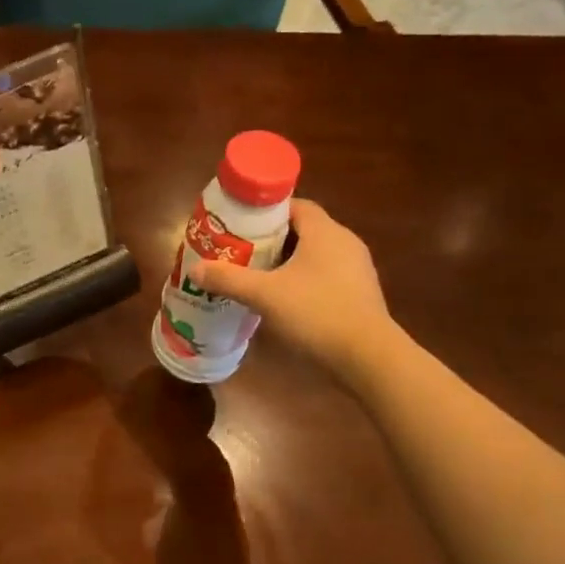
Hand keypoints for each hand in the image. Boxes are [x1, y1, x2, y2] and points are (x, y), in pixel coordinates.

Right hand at [188, 199, 398, 368]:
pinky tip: (283, 300)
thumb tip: (196, 269)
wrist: (368, 358)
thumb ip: (229, 279)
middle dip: (271, 239)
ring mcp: (356, 270)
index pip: (295, 205)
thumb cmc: (316, 313)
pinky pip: (325, 276)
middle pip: (303, 230)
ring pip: (315, 255)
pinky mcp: (359, 295)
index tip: (240, 225)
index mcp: (325, 232)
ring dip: (287, 262)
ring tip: (257, 276)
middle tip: (241, 251)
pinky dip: (303, 281)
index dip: (266, 212)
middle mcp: (345, 243)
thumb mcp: (264, 295)